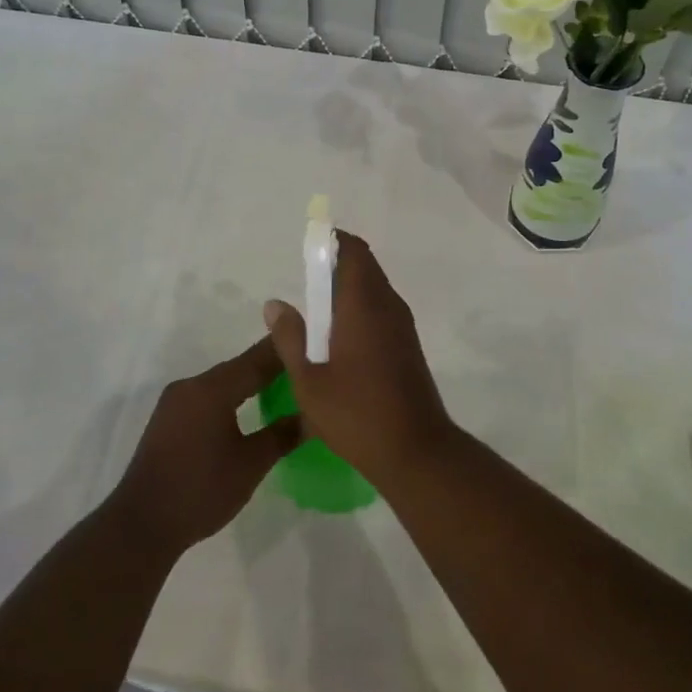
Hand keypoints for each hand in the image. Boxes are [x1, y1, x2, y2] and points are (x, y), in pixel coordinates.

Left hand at [110, 337, 301, 555]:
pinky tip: (248, 408)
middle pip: (239, 367)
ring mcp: (175, 402)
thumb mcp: (250, 465)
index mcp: (212, 389)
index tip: (315, 343)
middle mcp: (191, 385)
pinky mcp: (168, 419)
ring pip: (222, 382)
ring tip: (283, 386)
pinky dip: (231, 397)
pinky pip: (207, 397)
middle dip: (271, 365)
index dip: (287, 349)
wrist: (141, 526)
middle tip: (305, 366)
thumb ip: (282, 435)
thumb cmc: (200, 491)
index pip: (257, 359)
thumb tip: (312, 416)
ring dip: (250, 382)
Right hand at [262, 232, 456, 488]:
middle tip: (305, 279)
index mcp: (364, 305)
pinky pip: (382, 310)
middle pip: (365, 268)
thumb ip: (290, 338)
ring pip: (375, 290)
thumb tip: (275, 303)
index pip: (354, 252)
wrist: (416, 451)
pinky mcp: (408, 346)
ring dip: (349, 289)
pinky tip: (339, 337)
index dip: (333, 240)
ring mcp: (403, 326)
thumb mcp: (309, 380)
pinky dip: (360, 308)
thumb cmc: (356, 414)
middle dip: (336, 265)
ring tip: (317, 310)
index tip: (309, 244)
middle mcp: (388, 306)